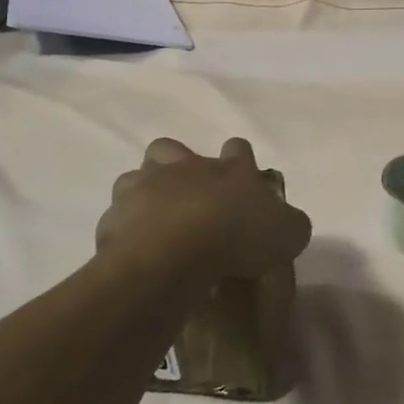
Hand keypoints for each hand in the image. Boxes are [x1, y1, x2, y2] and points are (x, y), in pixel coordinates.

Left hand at [96, 137, 311, 285]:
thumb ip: (290, 224)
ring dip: (144, 195)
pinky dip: (124, 233)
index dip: (240, 161)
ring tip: (154, 225)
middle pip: (171, 148)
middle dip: (176, 164)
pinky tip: (136, 254)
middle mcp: (185, 168)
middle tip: (187, 196)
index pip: (238, 149)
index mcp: (230, 169)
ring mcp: (144, 189)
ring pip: (135, 178)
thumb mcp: (288, 233)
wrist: (175, 254)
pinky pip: (116, 220)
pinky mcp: (114, 218)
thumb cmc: (238, 236)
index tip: (243, 180)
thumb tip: (288, 224)